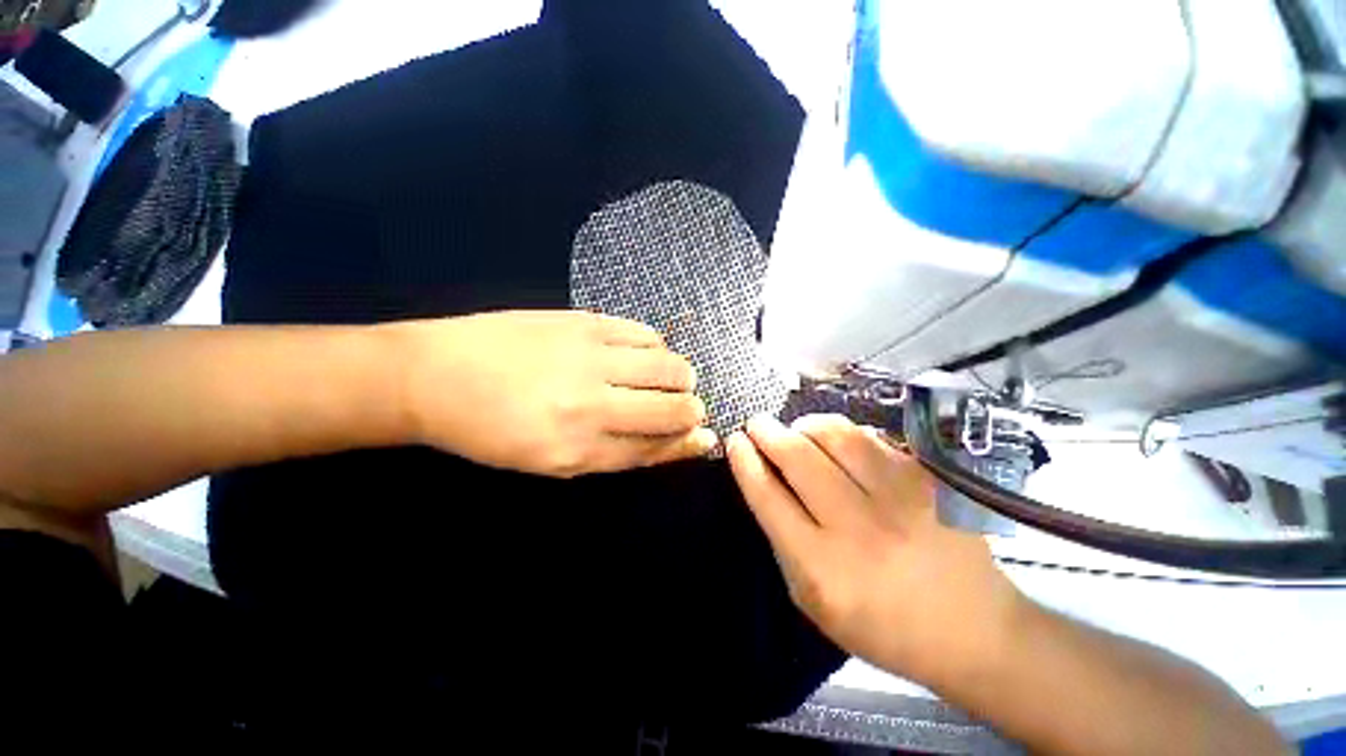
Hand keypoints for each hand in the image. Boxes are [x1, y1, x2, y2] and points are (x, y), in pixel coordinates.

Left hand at [395, 310, 716, 476]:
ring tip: (668, 379)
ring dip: (680, 376)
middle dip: (693, 410)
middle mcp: (591, 402)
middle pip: (672, 406)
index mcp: (578, 447)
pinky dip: (657, 346)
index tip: (705, 436)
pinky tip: (646, 353)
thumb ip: (616, 453)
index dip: (688, 443)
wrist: (433, 376)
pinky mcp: (583, 321)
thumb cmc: (492, 432)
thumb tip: (671, 442)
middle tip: (687, 406)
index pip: (656, 447)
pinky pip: (644, 333)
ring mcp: (589, 355)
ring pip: (668, 365)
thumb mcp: (553, 461)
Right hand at [726, 414, 1025, 686]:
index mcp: (822, 566)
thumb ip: (783, 541)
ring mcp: (897, 498)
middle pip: (797, 456)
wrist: (972, 629)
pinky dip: (843, 432)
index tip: (735, 440)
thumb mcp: (813, 600)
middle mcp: (857, 527)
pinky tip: (839, 442)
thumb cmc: (881, 624)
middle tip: (758, 424)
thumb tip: (765, 480)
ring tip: (797, 429)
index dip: (745, 460)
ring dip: (804, 424)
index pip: (768, 496)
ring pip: (834, 435)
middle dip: (767, 431)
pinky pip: (870, 436)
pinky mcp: (925, 480)